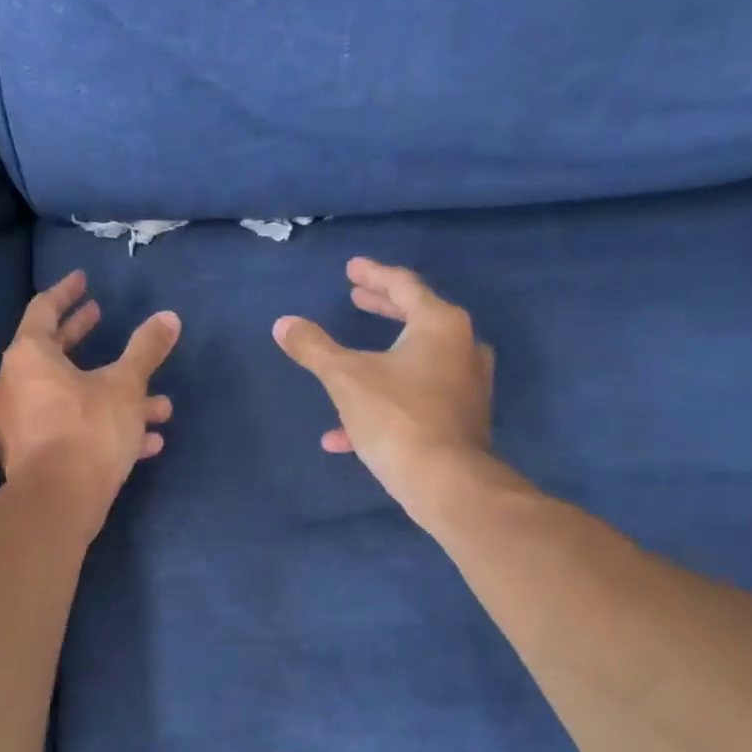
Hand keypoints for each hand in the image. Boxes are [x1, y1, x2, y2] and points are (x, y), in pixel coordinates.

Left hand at [0, 270, 179, 530]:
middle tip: (101, 318)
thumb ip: (146, 350)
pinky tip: (146, 441)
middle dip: (82, 337)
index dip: (66, 294)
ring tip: (155, 401)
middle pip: (51, 352)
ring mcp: (18, 423)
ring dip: (109, 394)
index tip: (83, 282)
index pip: (43, 310)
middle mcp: (14, 385)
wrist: (58, 502)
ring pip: (69, 397)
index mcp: (28, 356)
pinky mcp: (29, 456)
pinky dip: (101, 427)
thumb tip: (169, 317)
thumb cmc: (89, 430)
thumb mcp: (126, 386)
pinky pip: (69, 430)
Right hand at [274, 258, 522, 523]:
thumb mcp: (345, 378)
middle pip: (416, 318)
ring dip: (380, 360)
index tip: (351, 269)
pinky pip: (417, 400)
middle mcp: (462, 347)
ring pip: (416, 362)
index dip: (373, 274)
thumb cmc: (396, 418)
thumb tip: (284, 324)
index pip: (404, 285)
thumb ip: (314, 347)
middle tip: (356, 298)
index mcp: (440, 324)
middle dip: (381, 308)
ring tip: (348, 361)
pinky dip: (385, 403)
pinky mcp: (463, 419)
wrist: (446, 482)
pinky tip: (344, 434)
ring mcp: (467, 385)